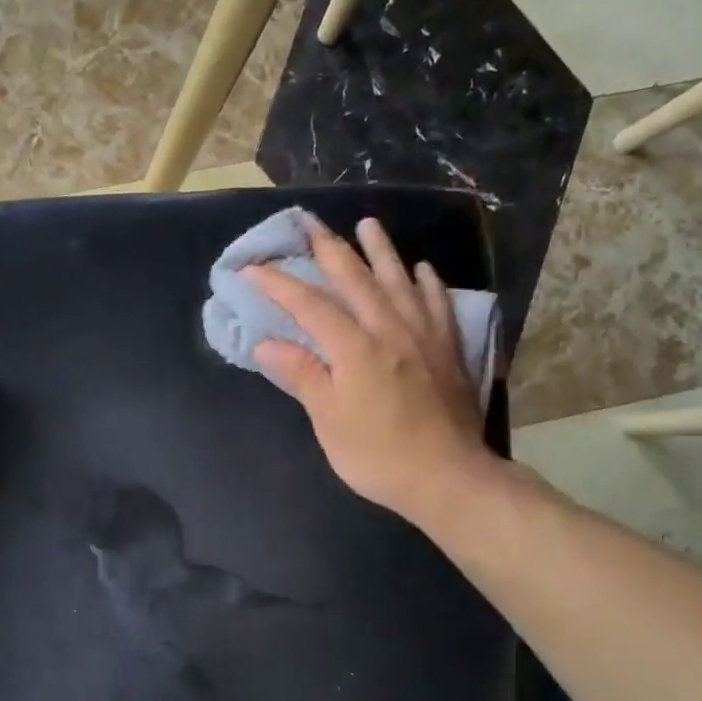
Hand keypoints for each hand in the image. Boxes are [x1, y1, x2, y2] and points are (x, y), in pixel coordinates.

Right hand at [246, 215, 491, 525]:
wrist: (448, 477)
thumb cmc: (379, 455)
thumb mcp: (329, 421)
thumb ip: (302, 376)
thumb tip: (267, 343)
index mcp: (355, 349)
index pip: (310, 305)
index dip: (279, 284)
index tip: (252, 267)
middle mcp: (390, 330)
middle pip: (356, 280)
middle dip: (329, 249)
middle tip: (310, 223)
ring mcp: (424, 337)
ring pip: (399, 281)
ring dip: (381, 251)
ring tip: (368, 225)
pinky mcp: (449, 350)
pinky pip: (438, 304)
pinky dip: (427, 283)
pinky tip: (422, 270)